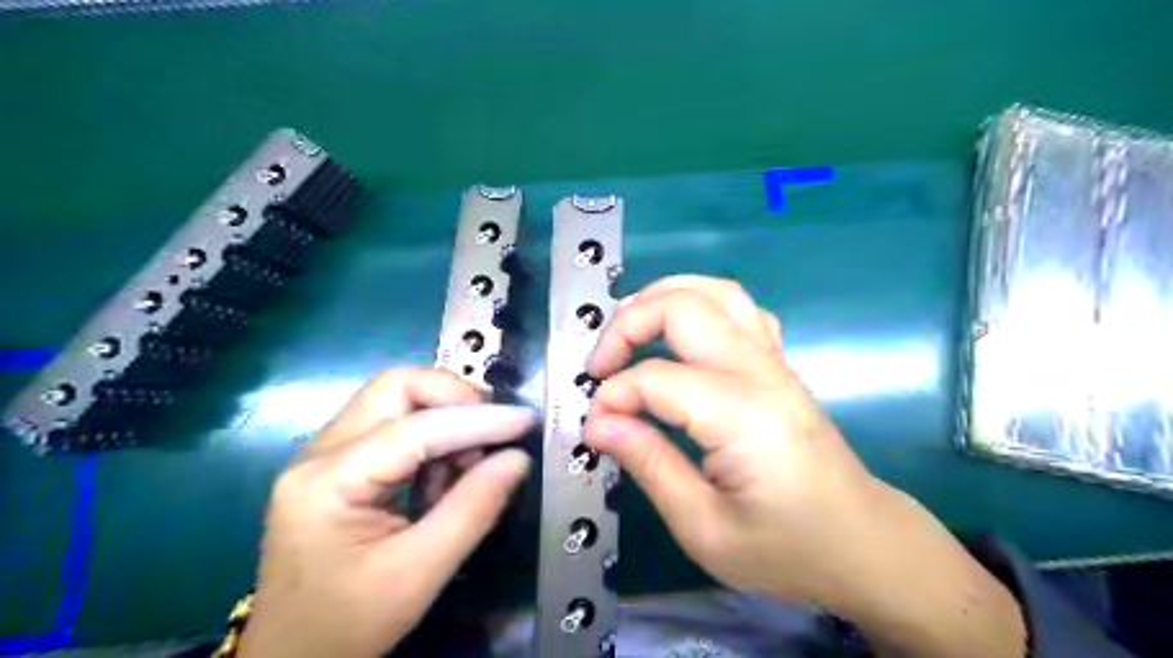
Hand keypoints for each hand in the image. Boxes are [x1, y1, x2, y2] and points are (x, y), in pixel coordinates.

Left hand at [238, 367, 534, 656]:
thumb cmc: (346, 624)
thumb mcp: (418, 574)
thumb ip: (473, 510)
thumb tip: (517, 459)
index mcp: (327, 481)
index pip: (415, 427)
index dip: (478, 419)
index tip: (524, 422)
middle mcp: (318, 453)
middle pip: (397, 388)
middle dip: (454, 399)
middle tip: (494, 430)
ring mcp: (325, 455)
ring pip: (397, 400)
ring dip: (444, 420)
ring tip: (467, 468)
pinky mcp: (339, 464)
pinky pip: (394, 426)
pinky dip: (431, 440)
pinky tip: (443, 478)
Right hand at [582, 275, 1022, 657]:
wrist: (863, 543)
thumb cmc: (787, 549)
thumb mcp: (705, 528)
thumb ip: (649, 465)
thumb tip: (599, 424)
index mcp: (743, 417)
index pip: (656, 379)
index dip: (612, 397)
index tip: (594, 428)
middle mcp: (760, 373)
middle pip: (683, 308)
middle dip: (627, 325)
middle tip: (599, 365)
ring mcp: (775, 362)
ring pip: (715, 291)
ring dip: (662, 297)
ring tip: (626, 327)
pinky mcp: (779, 364)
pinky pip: (739, 308)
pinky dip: (698, 303)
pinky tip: (678, 333)